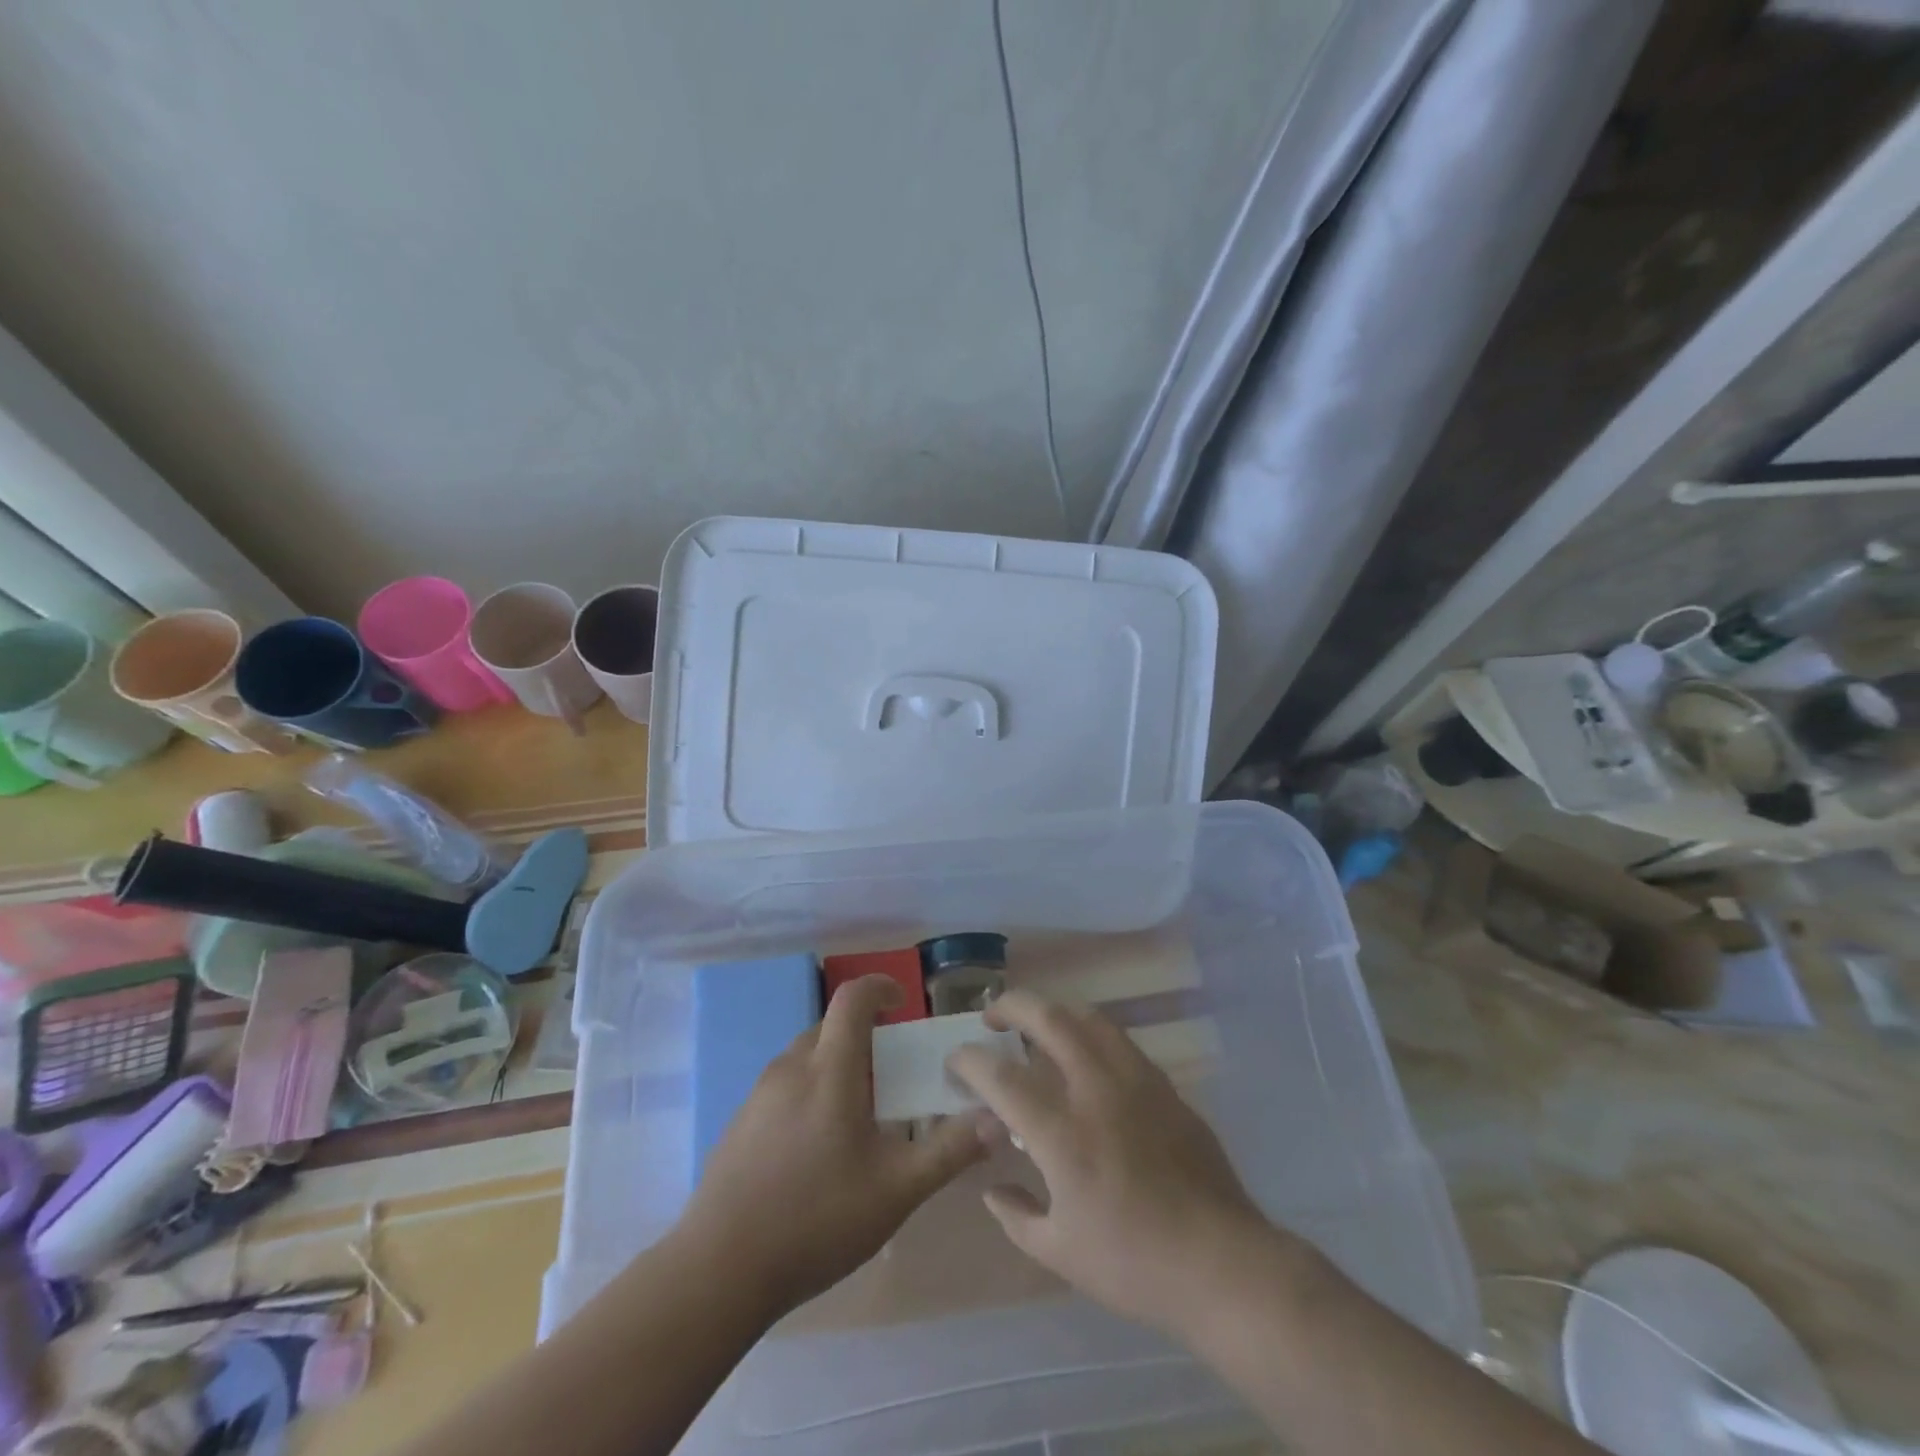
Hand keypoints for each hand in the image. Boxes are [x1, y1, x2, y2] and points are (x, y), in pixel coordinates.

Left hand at [680, 975, 991, 1314]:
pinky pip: (784, 1086)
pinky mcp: (740, 1123)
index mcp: (829, 1070)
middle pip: (830, 1027)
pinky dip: (809, 1091)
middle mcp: (790, 1068)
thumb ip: (949, 1151)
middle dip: (863, 1035)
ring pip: (805, 1057)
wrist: (718, 1269)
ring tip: (858, 1114)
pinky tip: (816, 1147)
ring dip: (836, 1064)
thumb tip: (997, 1120)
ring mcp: (759, 1095)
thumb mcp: (896, 1190)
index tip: (902, 1004)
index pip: (853, 999)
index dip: (880, 987)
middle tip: (891, 1074)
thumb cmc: (816, 1219)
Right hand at [947, 990, 1295, 1337]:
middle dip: (1011, 1006)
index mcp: (1061, 1132)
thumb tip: (992, 1188)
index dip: (970, 1061)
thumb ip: (1016, 1215)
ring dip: (1054, 1010)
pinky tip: (1086, 1055)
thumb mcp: (1059, 1252)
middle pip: (1047, 1018)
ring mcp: (1135, 1080)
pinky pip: (1119, 1040)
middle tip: (992, 1017)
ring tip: (1037, 1023)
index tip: (956, 1059)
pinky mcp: (1164, 1085)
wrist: (1221, 1262)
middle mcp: (1095, 1089)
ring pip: (1088, 1017)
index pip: (1000, 1076)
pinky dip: (1090, 1033)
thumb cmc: (1133, 1264)